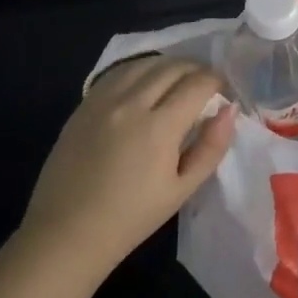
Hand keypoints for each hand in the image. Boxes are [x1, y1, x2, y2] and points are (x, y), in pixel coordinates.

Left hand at [19, 56, 235, 279]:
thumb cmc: (131, 218)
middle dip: (196, 69)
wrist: (67, 233)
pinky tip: (146, 82)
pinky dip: (140, 70)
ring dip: (168, 65)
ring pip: (144, 63)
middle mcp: (131, 103)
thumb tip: (230, 110)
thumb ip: (211, 147)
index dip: (217, 80)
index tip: (224, 89)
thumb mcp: (181, 190)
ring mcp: (103, 100)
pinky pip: (118, 72)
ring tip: (178, 79)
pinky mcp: (84, 104)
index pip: (197, 84)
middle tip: (206, 83)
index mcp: (159, 127)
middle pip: (172, 67)